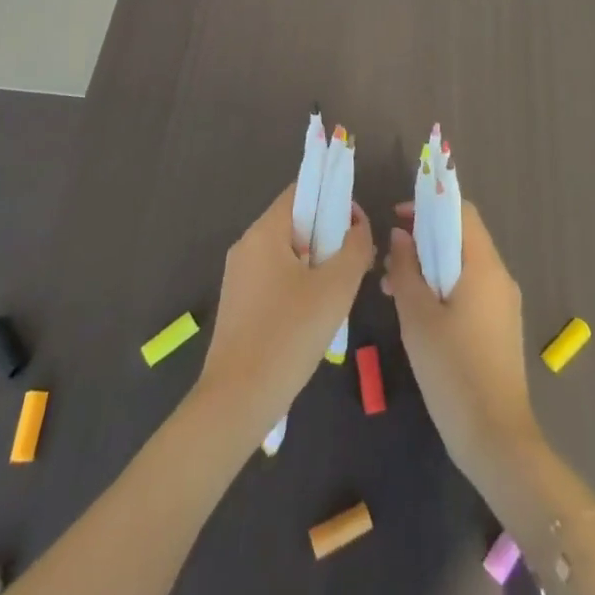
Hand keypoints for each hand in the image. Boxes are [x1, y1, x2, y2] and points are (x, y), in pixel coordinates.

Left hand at [196, 183, 374, 439]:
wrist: (236, 402)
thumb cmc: (288, 336)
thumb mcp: (335, 288)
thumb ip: (354, 248)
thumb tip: (358, 226)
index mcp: (264, 232)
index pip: (301, 191)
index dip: (334, 198)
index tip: (358, 227)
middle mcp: (247, 246)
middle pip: (296, 222)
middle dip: (329, 235)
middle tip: (356, 263)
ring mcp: (239, 276)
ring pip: (288, 252)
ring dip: (317, 262)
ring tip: (340, 292)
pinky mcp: (239, 304)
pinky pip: (276, 277)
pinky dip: (300, 283)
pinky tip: (316, 315)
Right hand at [382, 199, 540, 474]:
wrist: (496, 440)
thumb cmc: (453, 372)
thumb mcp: (417, 317)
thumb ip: (405, 268)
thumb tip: (400, 234)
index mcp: (484, 266)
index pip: (461, 211)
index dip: (429, 205)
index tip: (397, 216)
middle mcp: (499, 277)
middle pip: (462, 237)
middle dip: (423, 239)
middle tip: (388, 259)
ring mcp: (503, 303)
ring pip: (463, 266)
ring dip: (429, 266)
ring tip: (392, 288)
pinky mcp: (499, 327)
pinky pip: (469, 290)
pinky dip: (442, 288)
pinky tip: (415, 312)